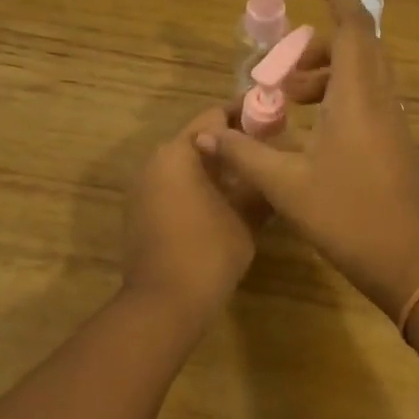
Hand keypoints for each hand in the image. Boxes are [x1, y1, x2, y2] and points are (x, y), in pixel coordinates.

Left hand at [123, 104, 270, 325]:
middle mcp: (156, 161)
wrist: (164, 304)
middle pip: (199, 138)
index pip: (214, 116)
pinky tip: (227, 200)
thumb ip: (260, 183)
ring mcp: (144, 187)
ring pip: (187, 162)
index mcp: (178, 152)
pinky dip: (200, 184)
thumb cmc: (208, 251)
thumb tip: (275, 164)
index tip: (275, 117)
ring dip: (217, 164)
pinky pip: (175, 184)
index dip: (246, 114)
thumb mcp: (247, 215)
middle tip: (268, 147)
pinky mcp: (142, 211)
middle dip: (233, 141)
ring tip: (253, 174)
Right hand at [195, 0, 418, 317]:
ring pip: (364, 74)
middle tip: (284, 63)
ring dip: (327, 74)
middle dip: (321, 44)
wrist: (411, 261)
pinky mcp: (395, 141)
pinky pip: (368, 98)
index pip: (355, 28)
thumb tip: (205, 135)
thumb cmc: (350, 216)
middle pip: (360, 47)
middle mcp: (381, 99)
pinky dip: (339, 96)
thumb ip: (245, 155)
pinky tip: (310, 130)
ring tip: (289, 99)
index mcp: (359, 97)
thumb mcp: (287, 186)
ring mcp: (393, 121)